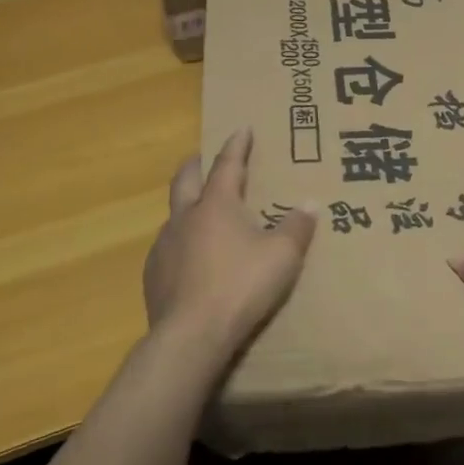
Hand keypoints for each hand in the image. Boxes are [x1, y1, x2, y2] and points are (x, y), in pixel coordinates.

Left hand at [144, 128, 317, 366]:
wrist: (191, 336)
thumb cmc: (241, 286)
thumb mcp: (282, 256)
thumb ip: (296, 227)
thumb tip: (310, 203)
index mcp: (217, 204)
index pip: (228, 164)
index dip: (237, 145)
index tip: (241, 128)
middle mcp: (185, 217)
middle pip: (186, 179)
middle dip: (196, 163)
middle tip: (204, 157)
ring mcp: (164, 245)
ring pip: (173, 214)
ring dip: (186, 206)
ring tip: (200, 214)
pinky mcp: (153, 275)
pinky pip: (167, 248)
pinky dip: (180, 243)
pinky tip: (190, 259)